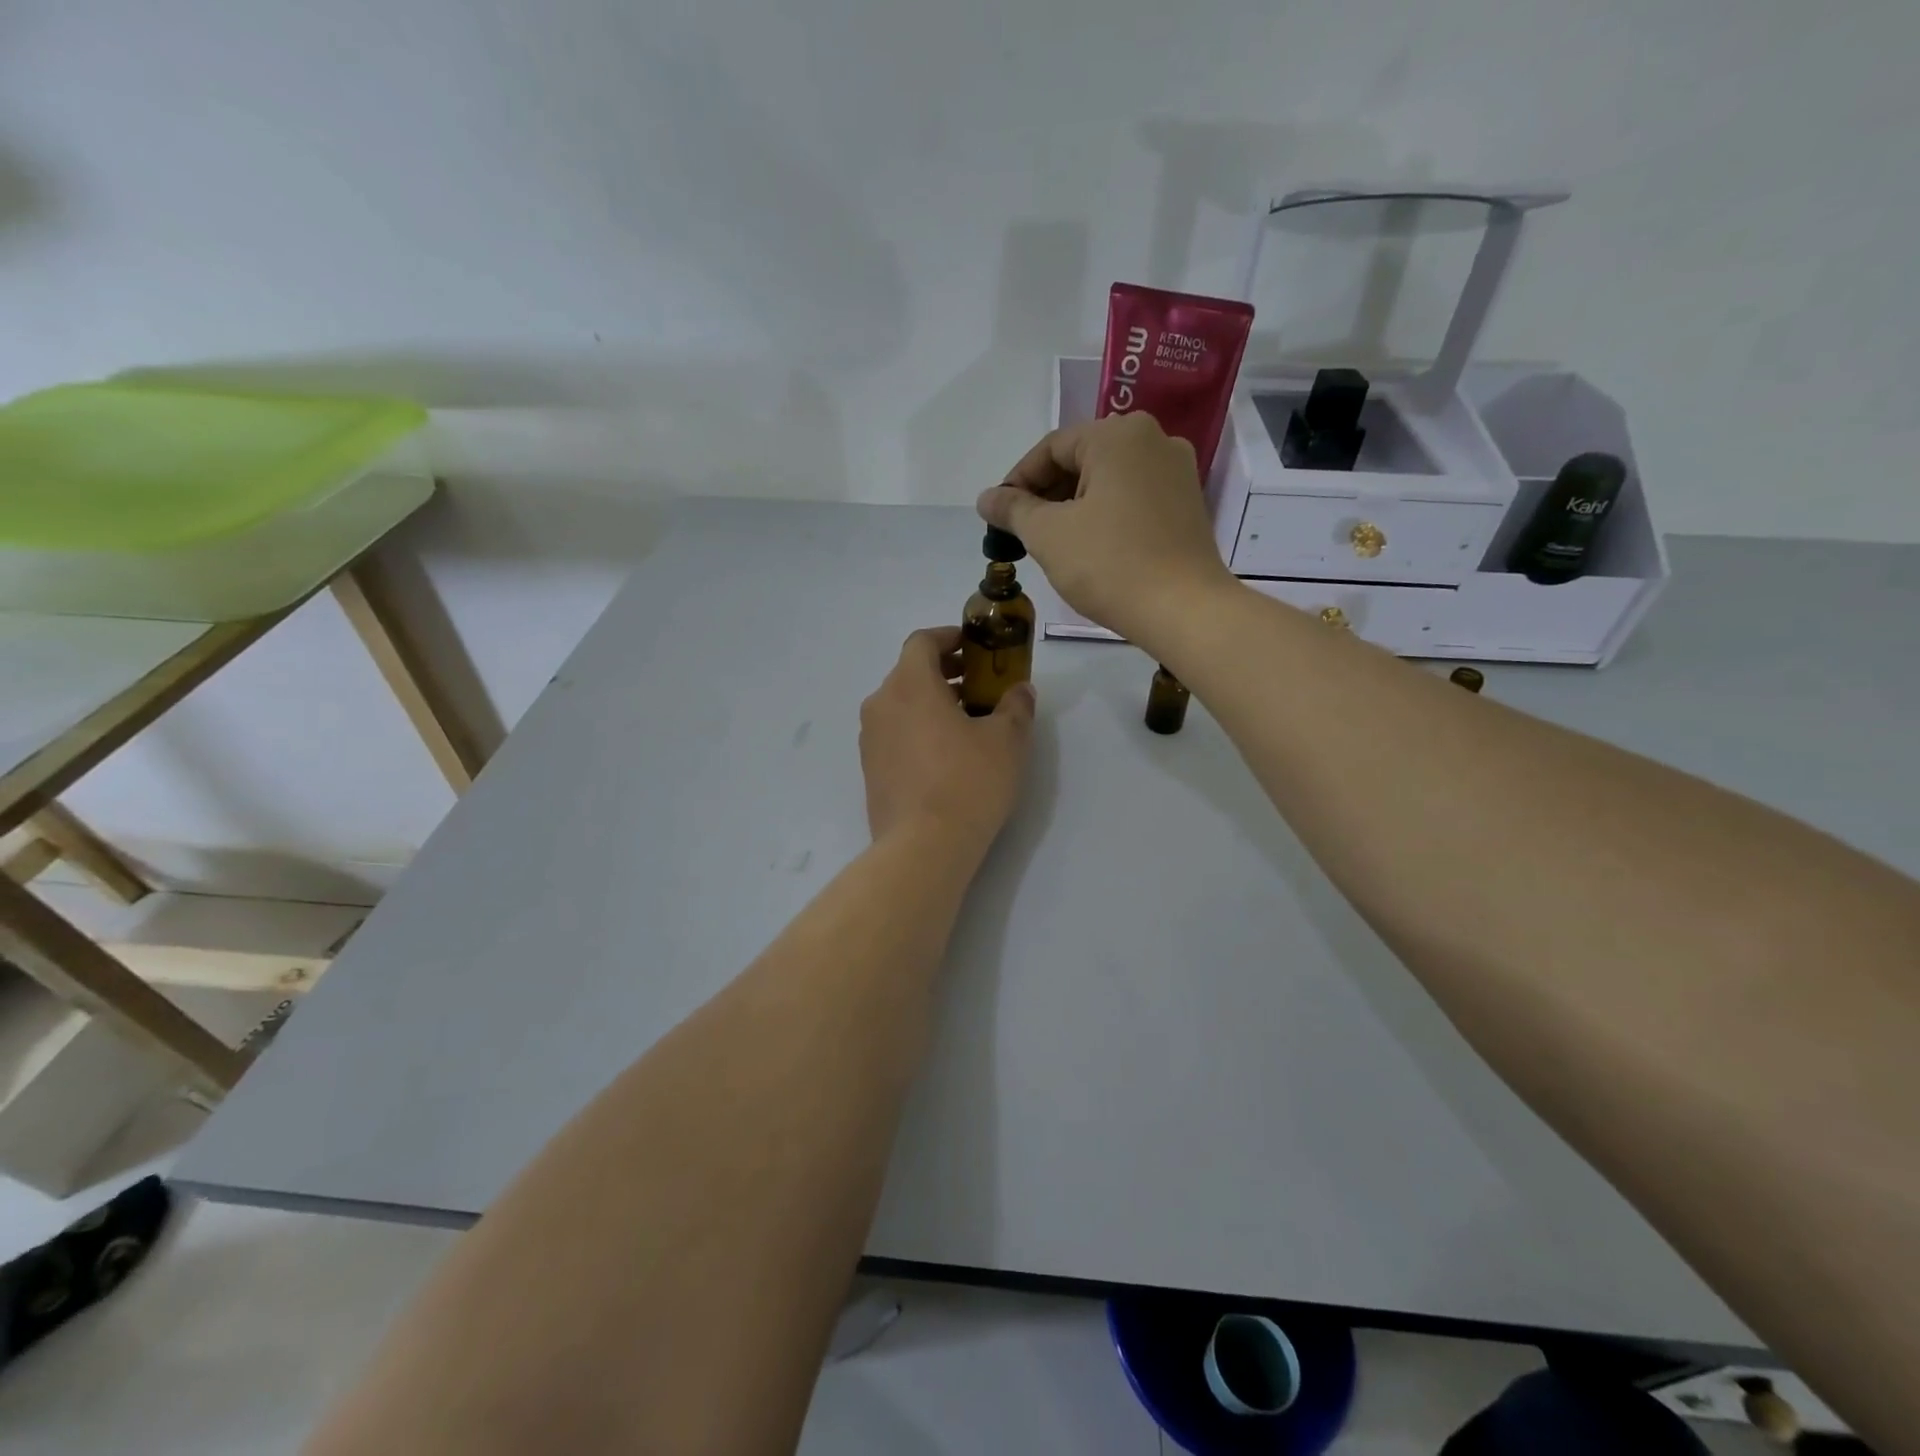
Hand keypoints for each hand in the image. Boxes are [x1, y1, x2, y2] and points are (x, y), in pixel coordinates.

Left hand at [859, 627, 1034, 855]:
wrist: (923, 847)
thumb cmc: (968, 782)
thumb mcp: (1006, 740)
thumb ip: (1015, 706)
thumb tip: (1019, 690)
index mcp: (909, 684)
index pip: (922, 641)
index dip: (949, 637)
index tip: (975, 648)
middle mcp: (881, 703)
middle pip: (910, 672)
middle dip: (945, 671)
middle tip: (979, 685)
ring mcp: (870, 738)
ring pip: (900, 703)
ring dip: (931, 701)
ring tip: (967, 722)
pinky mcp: (869, 769)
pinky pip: (894, 732)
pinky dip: (917, 728)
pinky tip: (945, 754)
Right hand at [976, 414, 1237, 646]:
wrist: (1185, 611)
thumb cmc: (1110, 565)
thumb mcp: (1048, 535)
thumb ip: (1013, 510)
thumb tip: (986, 498)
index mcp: (1118, 435)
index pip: (1051, 448)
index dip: (1017, 481)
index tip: (998, 517)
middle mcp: (1154, 439)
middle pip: (1082, 459)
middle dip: (1046, 495)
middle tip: (1021, 533)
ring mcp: (1177, 471)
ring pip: (1108, 480)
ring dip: (1073, 507)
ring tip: (1052, 544)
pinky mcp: (1187, 504)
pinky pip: (1133, 498)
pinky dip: (1105, 515)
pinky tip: (1090, 547)